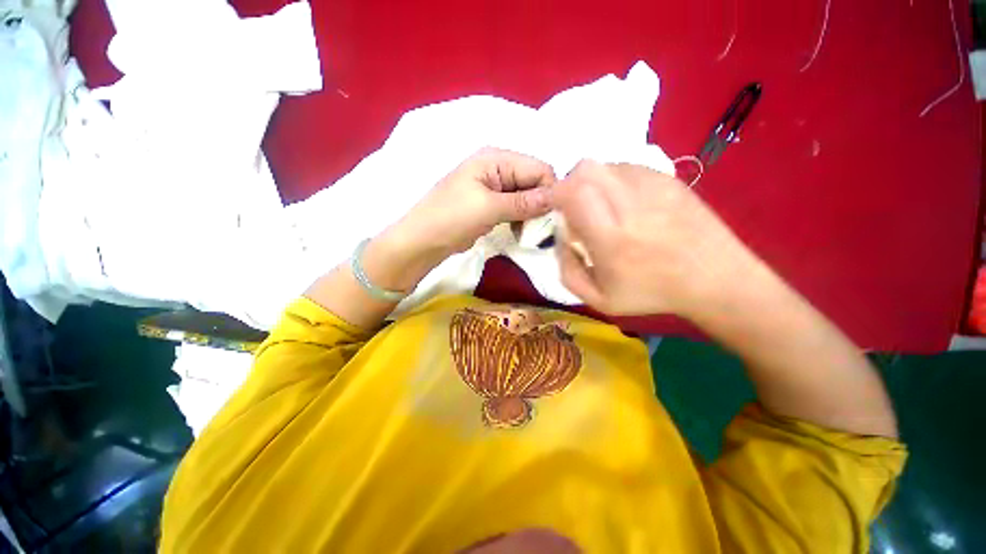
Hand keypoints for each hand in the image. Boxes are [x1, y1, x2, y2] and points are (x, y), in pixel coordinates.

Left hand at [366, 148, 556, 290]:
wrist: (423, 240)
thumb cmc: (451, 218)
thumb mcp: (488, 208)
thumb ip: (524, 202)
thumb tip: (557, 198)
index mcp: (496, 158)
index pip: (538, 168)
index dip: (549, 191)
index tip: (551, 217)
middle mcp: (498, 168)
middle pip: (534, 181)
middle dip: (540, 204)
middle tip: (538, 229)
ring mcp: (494, 187)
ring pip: (527, 197)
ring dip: (531, 214)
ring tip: (526, 233)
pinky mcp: (492, 204)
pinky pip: (515, 208)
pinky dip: (521, 219)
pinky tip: (518, 232)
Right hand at [553, 159, 762, 316]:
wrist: (716, 279)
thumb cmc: (652, 293)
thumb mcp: (599, 299)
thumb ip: (567, 270)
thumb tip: (560, 236)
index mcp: (610, 237)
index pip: (571, 193)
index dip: (555, 195)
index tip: (557, 211)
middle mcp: (630, 204)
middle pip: (585, 169)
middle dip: (570, 185)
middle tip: (576, 209)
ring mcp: (654, 186)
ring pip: (606, 164)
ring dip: (592, 183)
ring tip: (602, 208)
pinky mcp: (669, 179)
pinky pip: (628, 168)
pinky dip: (615, 181)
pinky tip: (625, 204)